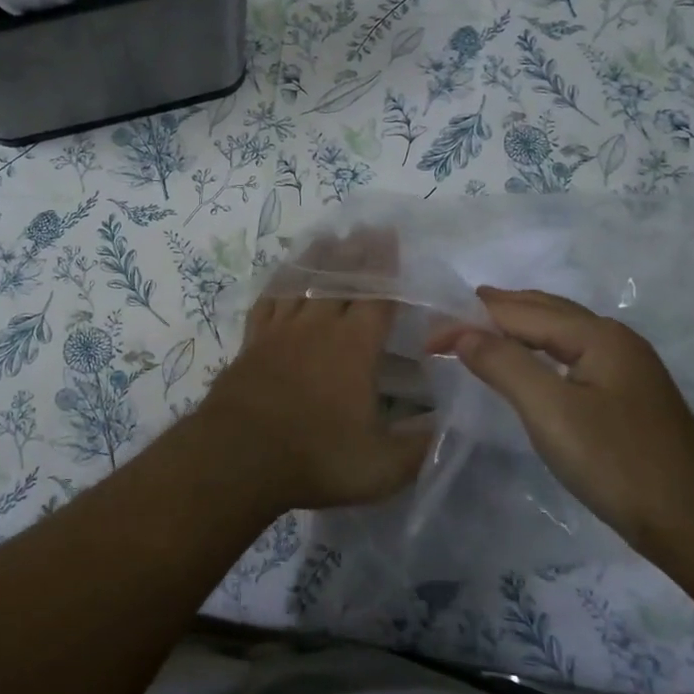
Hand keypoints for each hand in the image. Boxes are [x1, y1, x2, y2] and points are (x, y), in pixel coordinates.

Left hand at [199, 231, 429, 511]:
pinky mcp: (251, 343)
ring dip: (317, 258)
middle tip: (365, 227)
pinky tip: (281, 276)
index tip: (392, 237)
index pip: (376, 296)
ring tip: (328, 237)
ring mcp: (280, 332)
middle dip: (356, 252)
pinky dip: (278, 282)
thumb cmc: (316, 458)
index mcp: (354, 348)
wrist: (238, 457)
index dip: (386, 266)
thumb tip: (456, 424)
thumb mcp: (383, 466)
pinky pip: (267, 300)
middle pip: (339, 279)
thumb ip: (423, 445)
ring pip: (301, 282)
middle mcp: (317, 328)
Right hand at [429, 288, 693, 545]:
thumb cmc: (618, 462)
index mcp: (597, 335)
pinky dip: (534, 350)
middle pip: (543, 310)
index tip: (428, 337)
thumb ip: (504, 365)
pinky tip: (524, 366)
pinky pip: (567, 355)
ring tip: (477, 332)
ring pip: (558, 332)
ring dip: (515, 327)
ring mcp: (623, 368)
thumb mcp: (551, 411)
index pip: (519, 313)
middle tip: (450, 316)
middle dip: (495, 309)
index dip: (470, 318)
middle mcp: (612, 340)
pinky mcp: (624, 396)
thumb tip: (462, 332)